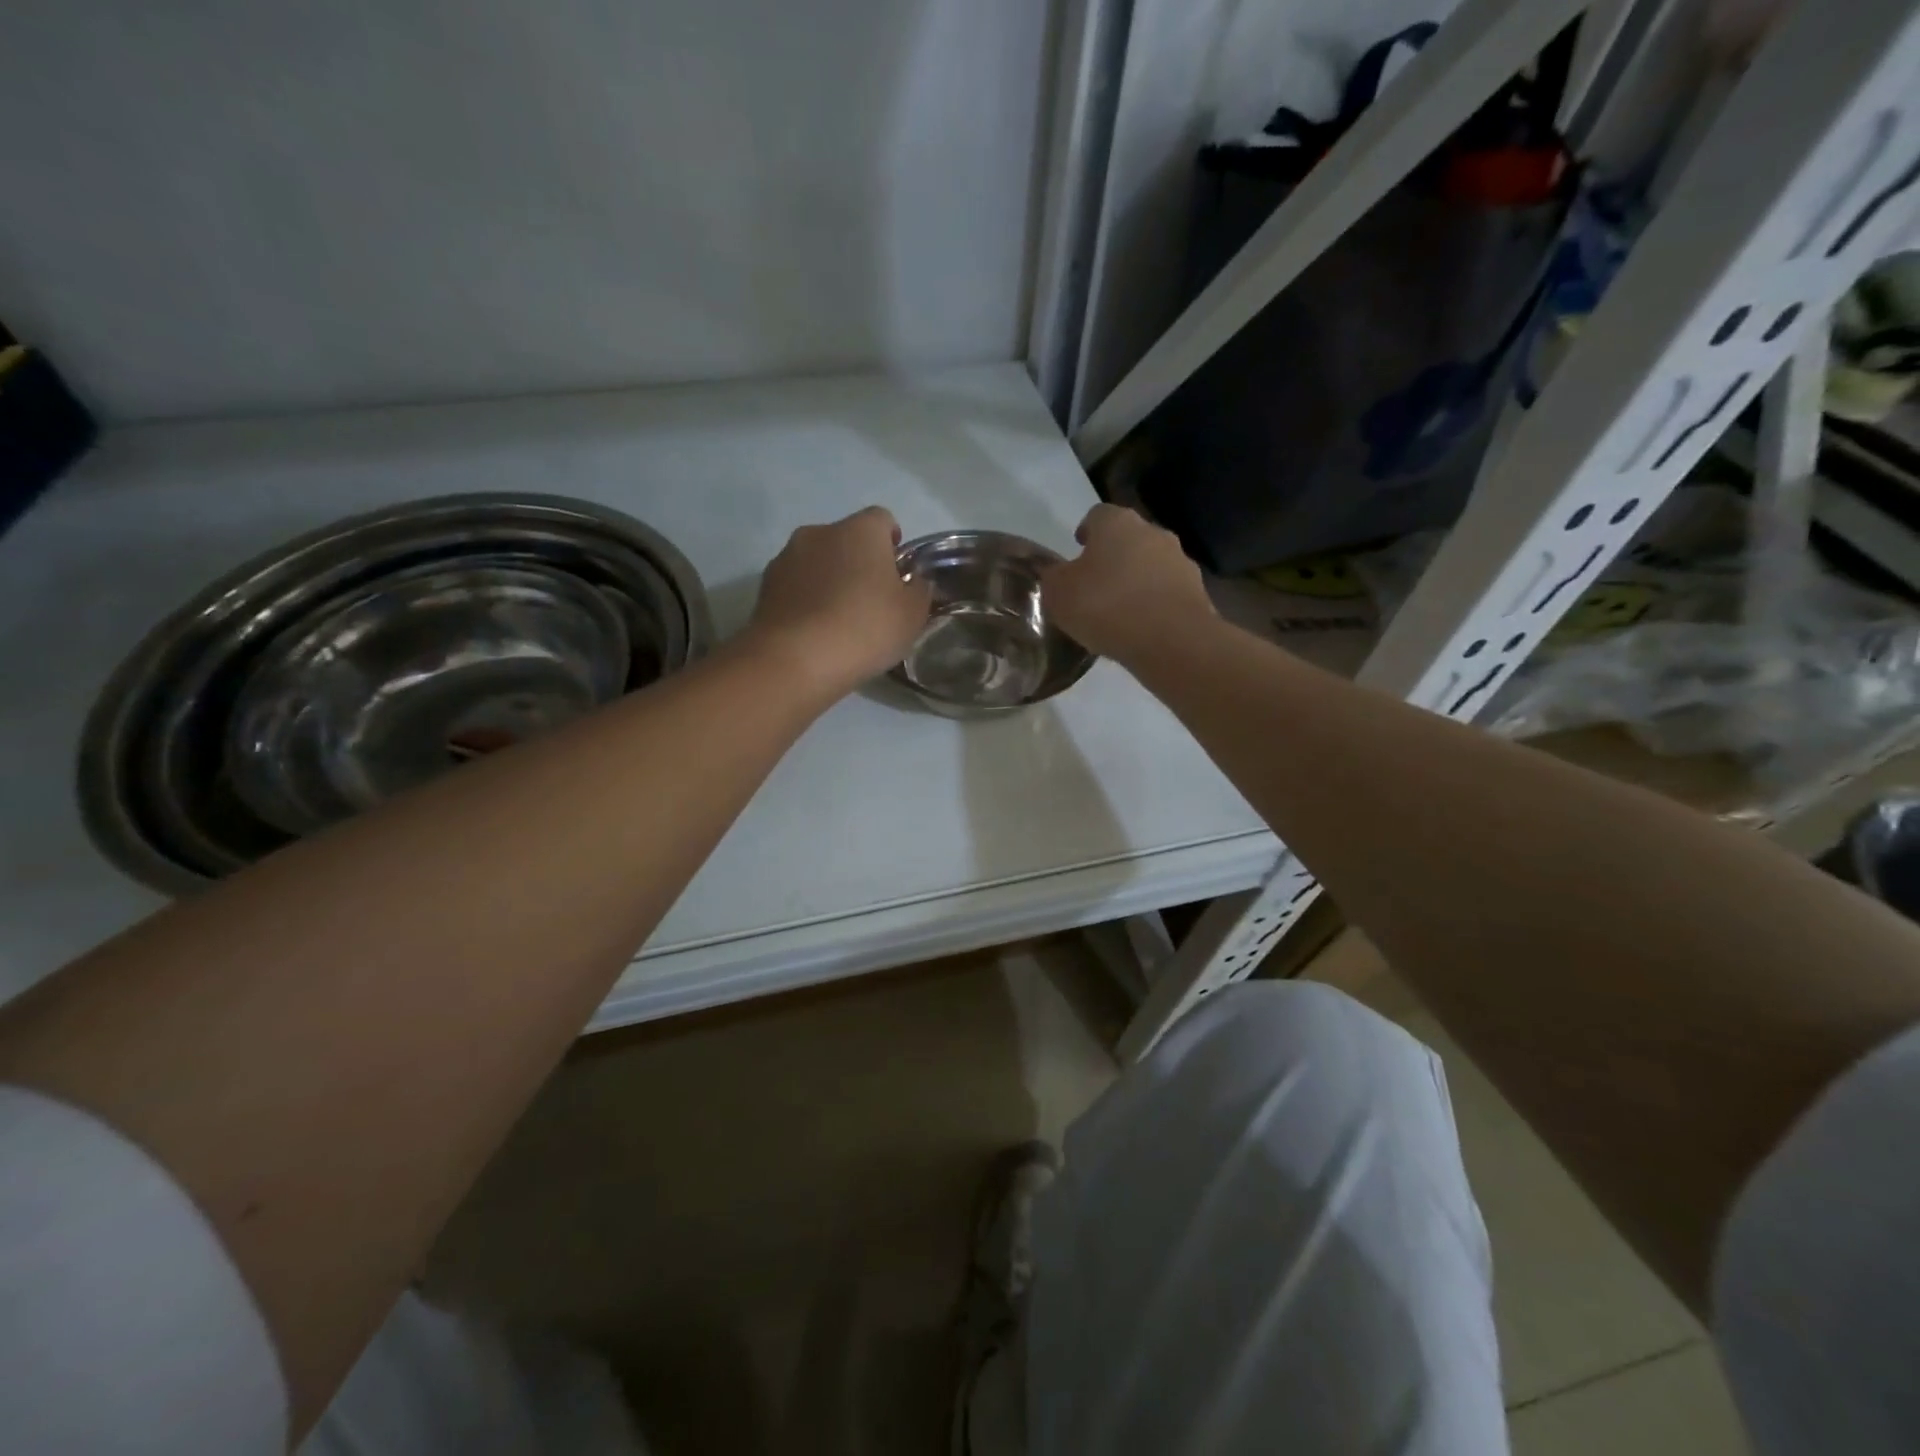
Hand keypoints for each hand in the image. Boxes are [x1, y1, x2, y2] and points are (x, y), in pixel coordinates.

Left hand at [747, 506, 931, 697]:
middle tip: (869, 600)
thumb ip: (919, 591)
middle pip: (846, 539)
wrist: (796, 659)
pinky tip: (814, 631)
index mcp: (860, 530)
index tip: (897, 573)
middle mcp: (820, 532)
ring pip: (817, 562)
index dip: (892, 543)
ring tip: (838, 620)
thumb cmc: (865, 628)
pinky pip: (795, 586)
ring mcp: (786, 557)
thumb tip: (914, 581)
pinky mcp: (764, 587)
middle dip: (858, 562)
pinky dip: (806, 600)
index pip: (883, 519)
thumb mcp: (912, 615)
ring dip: (828, 580)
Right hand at [1040, 504, 1214, 661]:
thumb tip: (1056, 573)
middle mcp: (1153, 532)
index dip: (1086, 531)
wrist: (1172, 641)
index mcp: (1117, 523)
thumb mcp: (1059, 594)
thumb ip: (1053, 578)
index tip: (1077, 550)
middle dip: (1112, 556)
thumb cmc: (1106, 606)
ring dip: (1136, 580)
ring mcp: (1180, 561)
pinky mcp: (1198, 592)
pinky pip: (1166, 593)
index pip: (1097, 515)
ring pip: (1150, 565)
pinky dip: (1154, 604)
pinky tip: (1141, 628)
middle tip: (1095, 583)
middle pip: (1128, 538)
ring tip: (1118, 611)